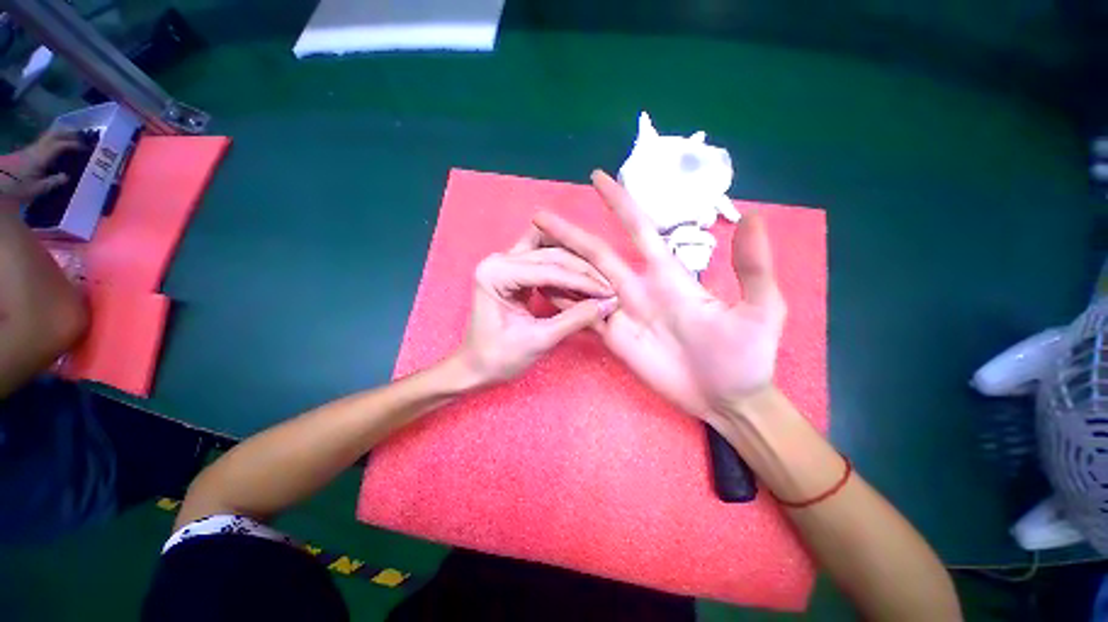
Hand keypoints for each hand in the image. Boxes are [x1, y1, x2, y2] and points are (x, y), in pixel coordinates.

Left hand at [0, 128, 81, 200]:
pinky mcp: (29, 151)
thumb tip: (67, 177)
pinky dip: (54, 140)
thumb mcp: (37, 189)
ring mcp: (32, 149)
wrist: (0, 181)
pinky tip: (58, 145)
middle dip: (68, 134)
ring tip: (72, 138)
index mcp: (41, 157)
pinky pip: (45, 142)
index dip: (74, 144)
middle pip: (54, 135)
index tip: (86, 148)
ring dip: (61, 135)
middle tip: (81, 136)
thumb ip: (52, 182)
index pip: (60, 145)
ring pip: (49, 136)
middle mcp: (37, 149)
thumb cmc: (19, 187)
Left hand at [457, 227, 617, 385]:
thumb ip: (575, 319)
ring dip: (575, 264)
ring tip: (598, 281)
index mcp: (496, 274)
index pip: (548, 270)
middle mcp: (498, 259)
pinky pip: (544, 261)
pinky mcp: (513, 270)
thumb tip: (608, 303)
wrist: (476, 367)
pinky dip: (565, 269)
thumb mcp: (539, 340)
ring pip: (549, 251)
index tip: (609, 291)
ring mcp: (505, 262)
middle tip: (608, 287)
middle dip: (582, 270)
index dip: (582, 281)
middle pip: (550, 253)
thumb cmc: (498, 358)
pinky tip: (581, 282)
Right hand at [533, 171, 785, 421]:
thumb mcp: (761, 311)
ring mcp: (623, 313)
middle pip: (596, 254)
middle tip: (539, 217)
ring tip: (532, 253)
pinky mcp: (613, 338)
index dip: (619, 203)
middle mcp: (639, 288)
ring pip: (584, 282)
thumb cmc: (745, 357)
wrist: (726, 399)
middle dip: (569, 234)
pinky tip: (543, 292)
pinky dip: (564, 303)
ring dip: (561, 267)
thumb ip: (753, 268)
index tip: (597, 178)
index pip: (638, 230)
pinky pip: (582, 315)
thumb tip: (754, 216)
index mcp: (668, 276)